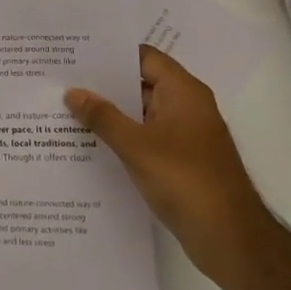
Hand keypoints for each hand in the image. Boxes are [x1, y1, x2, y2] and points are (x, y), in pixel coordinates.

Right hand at [65, 45, 270, 277]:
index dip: (111, 53)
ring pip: (141, 112)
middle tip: (62, 79)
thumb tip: (73, 92)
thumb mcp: (136, 145)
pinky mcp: (181, 160)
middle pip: (141, 83)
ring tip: (67, 108)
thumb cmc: (184, 180)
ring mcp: (185, 134)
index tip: (75, 52)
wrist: (229, 237)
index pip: (144, 57)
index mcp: (183, 92)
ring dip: (111, 112)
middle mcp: (187, 106)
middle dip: (104, 83)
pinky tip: (90, 142)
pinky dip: (122, 135)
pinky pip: (146, 136)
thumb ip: (102, 117)